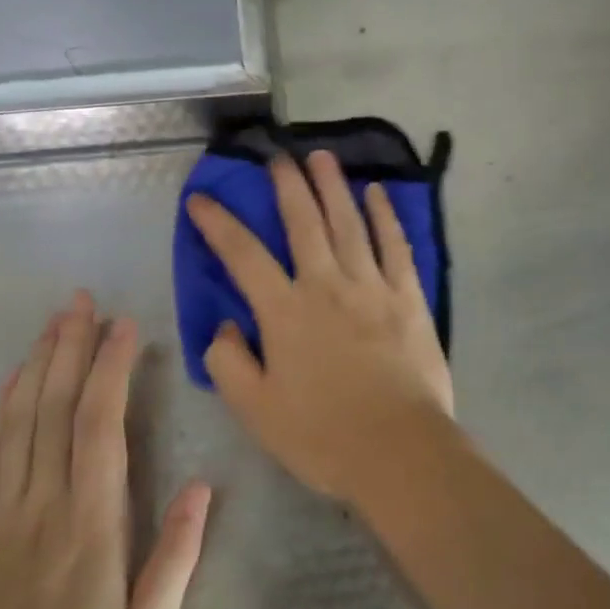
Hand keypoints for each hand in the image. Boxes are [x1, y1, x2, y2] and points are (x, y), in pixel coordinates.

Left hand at [0, 292, 211, 608]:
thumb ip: (178, 554)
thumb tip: (203, 484)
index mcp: (92, 521)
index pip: (100, 425)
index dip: (111, 369)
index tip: (123, 326)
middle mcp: (45, 502)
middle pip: (55, 407)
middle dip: (70, 346)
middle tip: (81, 300)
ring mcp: (3, 511)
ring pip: (20, 420)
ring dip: (38, 363)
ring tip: (54, 321)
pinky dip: (1, 408)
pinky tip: (12, 378)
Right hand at [186, 150, 453, 500]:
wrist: (399, 451)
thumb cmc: (323, 436)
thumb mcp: (257, 411)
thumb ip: (230, 364)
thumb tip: (228, 326)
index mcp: (285, 312)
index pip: (243, 255)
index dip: (218, 223)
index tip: (201, 198)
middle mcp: (326, 285)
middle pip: (303, 222)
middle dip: (287, 185)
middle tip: (277, 157)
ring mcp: (371, 286)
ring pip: (349, 222)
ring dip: (333, 186)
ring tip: (322, 157)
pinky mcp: (408, 296)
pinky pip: (395, 245)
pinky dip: (385, 216)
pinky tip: (377, 193)